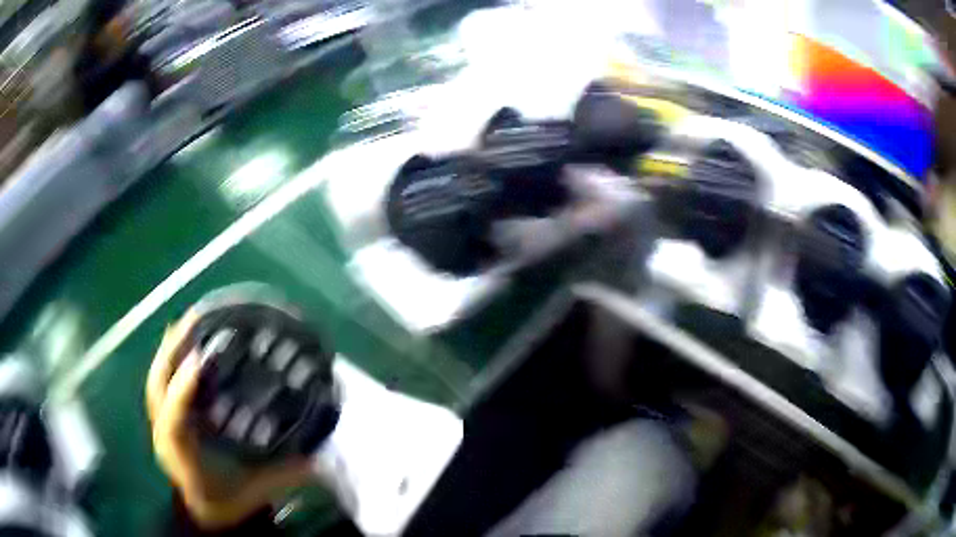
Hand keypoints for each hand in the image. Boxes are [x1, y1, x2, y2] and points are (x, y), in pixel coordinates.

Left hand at [146, 311, 316, 529]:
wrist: (206, 513)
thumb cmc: (228, 501)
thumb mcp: (257, 490)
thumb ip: (284, 474)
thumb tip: (317, 453)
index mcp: (182, 455)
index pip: (174, 419)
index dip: (182, 389)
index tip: (200, 360)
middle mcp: (165, 435)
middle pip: (157, 385)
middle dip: (172, 351)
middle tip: (195, 319)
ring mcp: (161, 424)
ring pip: (157, 379)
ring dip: (171, 349)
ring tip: (192, 322)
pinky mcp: (165, 419)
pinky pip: (162, 383)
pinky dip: (171, 361)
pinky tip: (188, 346)